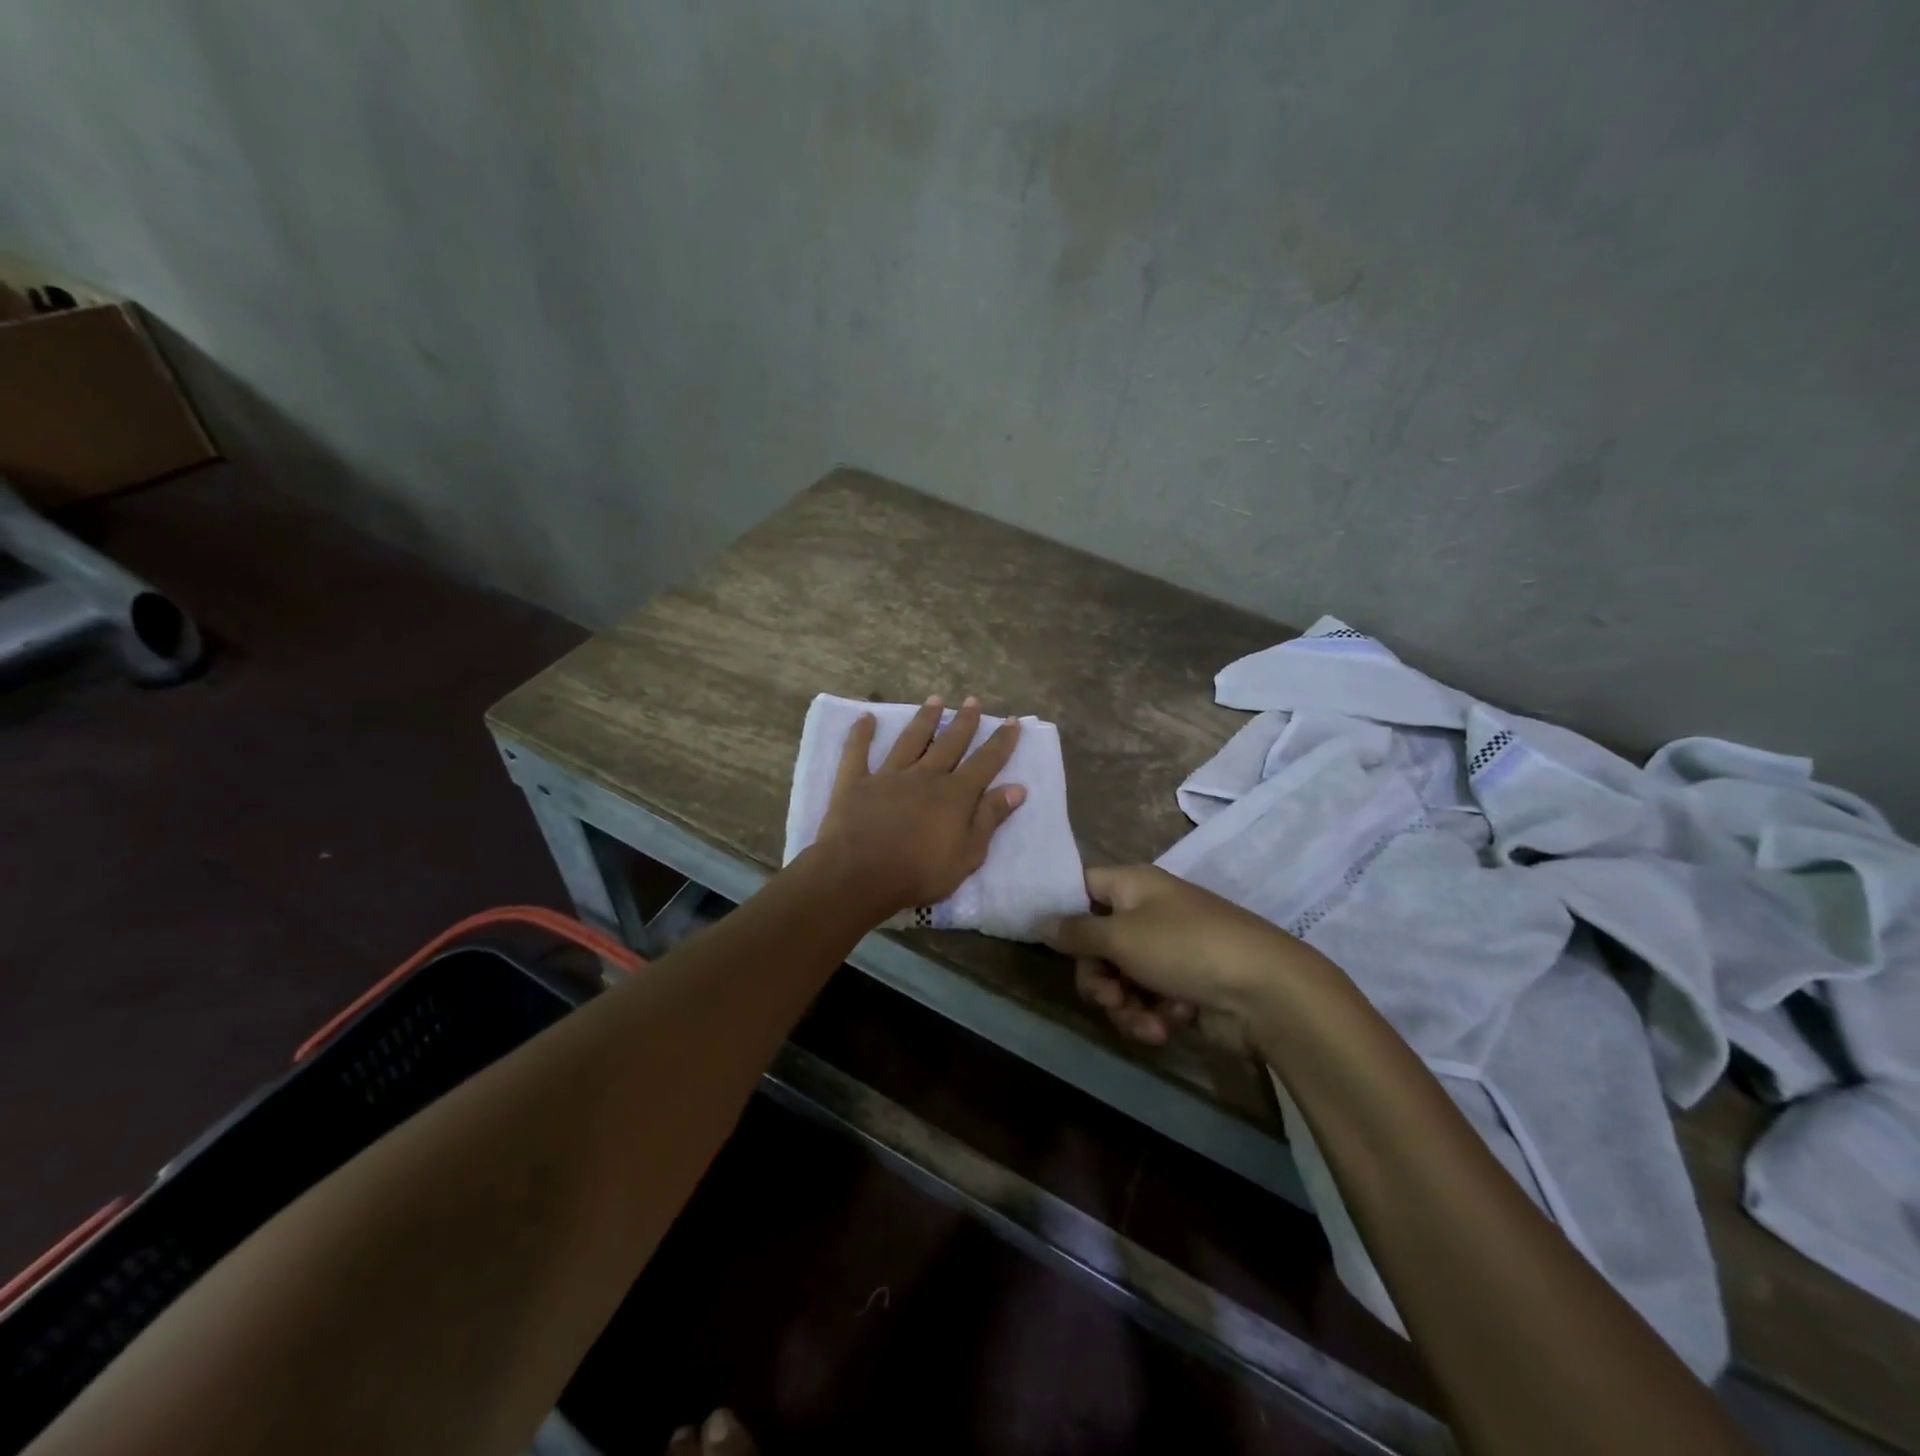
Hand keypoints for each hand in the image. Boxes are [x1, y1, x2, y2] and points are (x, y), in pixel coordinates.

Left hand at [812, 695, 1025, 917]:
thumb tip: (1017, 788)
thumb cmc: (920, 872)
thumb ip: (990, 818)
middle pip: (949, 743)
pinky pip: (857, 752)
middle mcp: (925, 776)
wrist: (861, 874)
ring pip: (910, 740)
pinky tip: (865, 717)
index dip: (1001, 742)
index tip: (1011, 721)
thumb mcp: (968, 854)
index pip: (985, 762)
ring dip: (924, 719)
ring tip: (935, 700)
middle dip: (964, 722)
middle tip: (973, 701)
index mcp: (955, 794)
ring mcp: (889, 776)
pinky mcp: (856, 782)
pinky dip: (861, 734)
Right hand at [1041, 864, 1305, 1045]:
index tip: (1050, 944)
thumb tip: (1037, 919)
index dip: (1063, 912)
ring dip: (1124, 1006)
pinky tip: (1170, 1025)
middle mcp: (1146, 913)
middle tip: (1108, 997)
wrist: (1266, 992)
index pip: (1082, 887)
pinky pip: (1147, 1000)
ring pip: (1119, 979)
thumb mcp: (1120, 937)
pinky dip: (1152, 1016)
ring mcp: (1166, 951)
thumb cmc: (1185, 948)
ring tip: (1145, 1021)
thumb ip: (1074, 932)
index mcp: (1132, 885)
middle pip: (1096, 943)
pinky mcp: (1182, 986)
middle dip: (1097, 978)